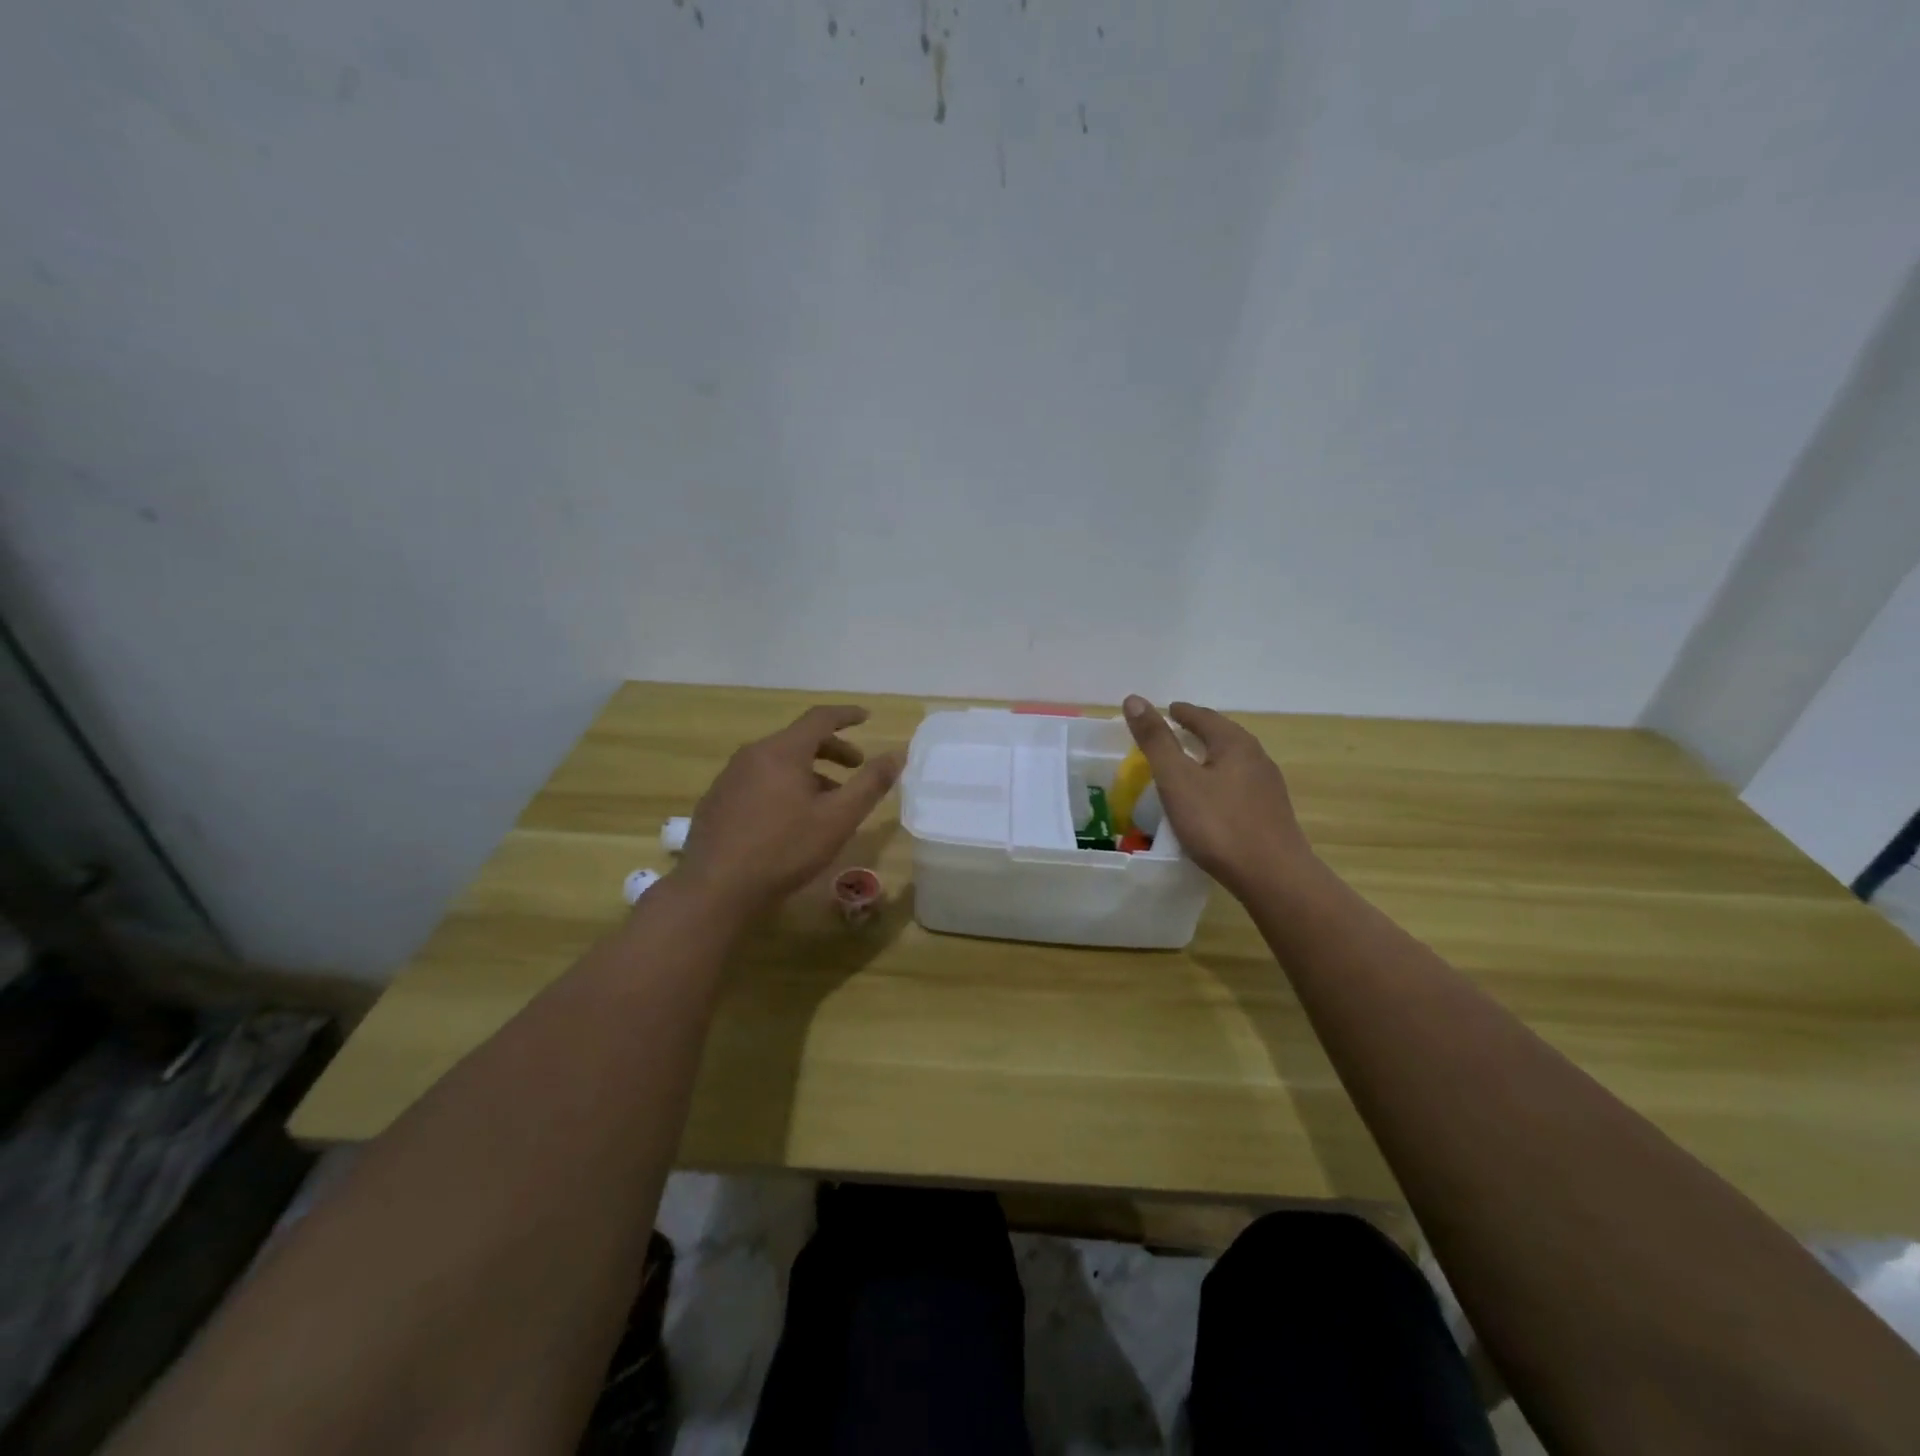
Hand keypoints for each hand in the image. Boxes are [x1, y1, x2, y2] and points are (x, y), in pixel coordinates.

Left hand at [677, 705, 903, 916]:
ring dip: (808, 772)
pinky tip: (788, 819)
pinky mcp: (716, 801)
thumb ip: (870, 784)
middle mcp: (752, 754)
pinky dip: (782, 786)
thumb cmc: (784, 850)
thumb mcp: (838, 819)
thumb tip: (897, 754)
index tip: (866, 717)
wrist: (715, 889)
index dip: (846, 715)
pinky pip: (757, 780)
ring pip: (777, 762)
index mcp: (783, 751)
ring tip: (826, 800)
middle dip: (832, 749)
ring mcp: (729, 777)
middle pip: (798, 740)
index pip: (820, 718)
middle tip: (855, 767)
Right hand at [1122, 695, 1315, 900]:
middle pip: (1223, 736)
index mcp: (1234, 743)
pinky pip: (1239, 784)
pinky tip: (1211, 799)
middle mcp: (1256, 758)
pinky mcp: (1271, 813)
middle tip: (1174, 733)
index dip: (1182, 713)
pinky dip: (1220, 780)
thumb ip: (1155, 740)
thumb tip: (1134, 699)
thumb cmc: (1218, 824)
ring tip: (1189, 764)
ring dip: (1210, 757)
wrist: (1273, 877)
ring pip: (1233, 761)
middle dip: (1198, 731)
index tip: (1166, 711)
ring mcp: (1268, 787)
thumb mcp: (1177, 780)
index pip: (1204, 716)